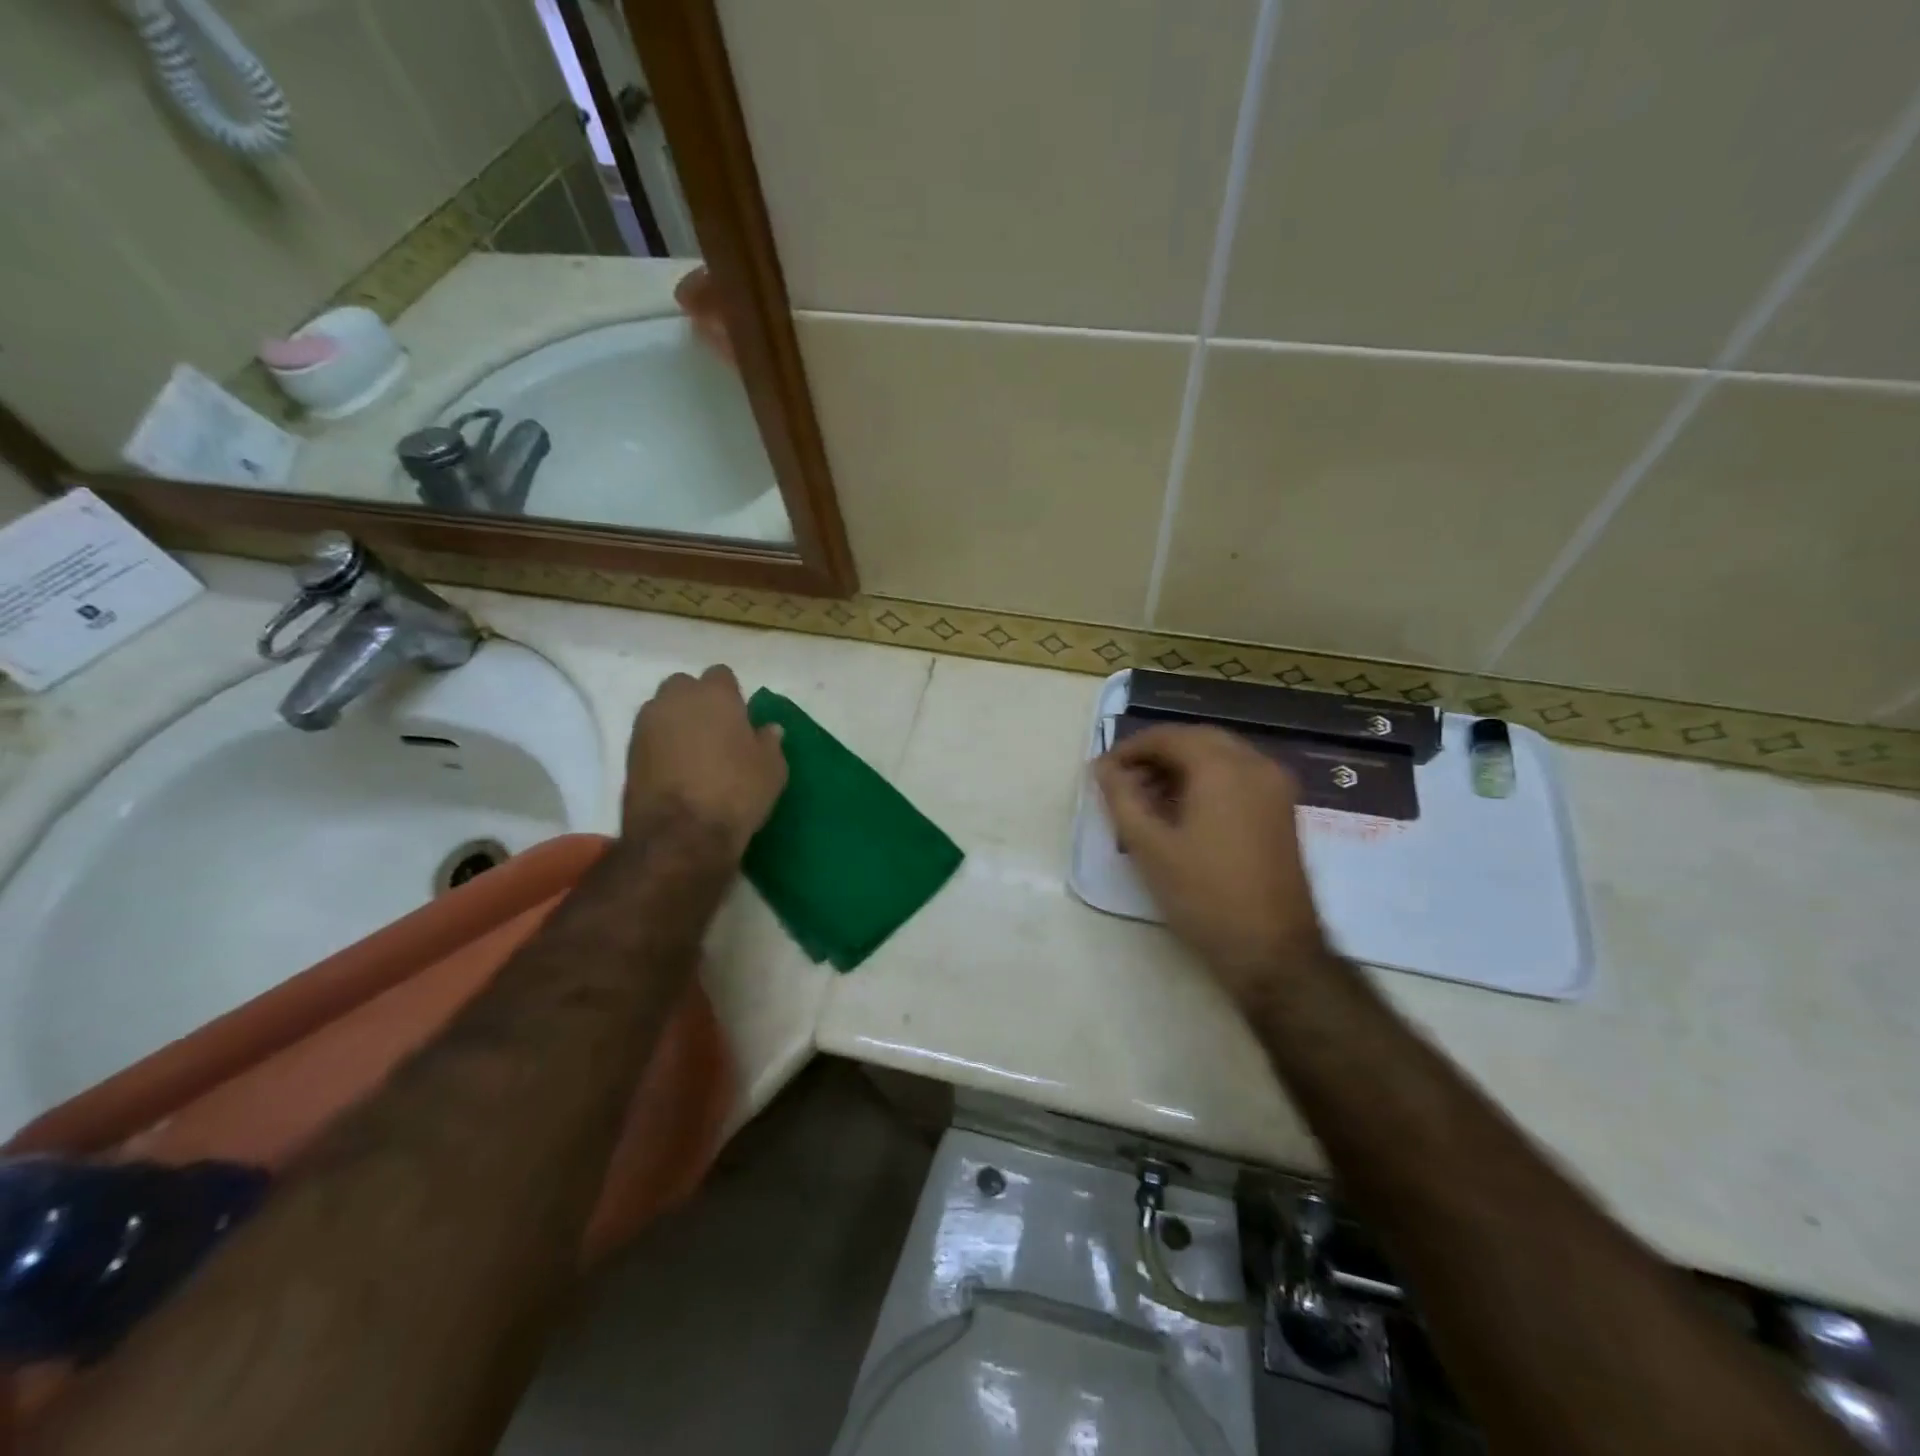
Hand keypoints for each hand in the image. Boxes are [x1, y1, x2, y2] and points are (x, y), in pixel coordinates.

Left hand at [623, 666, 787, 859]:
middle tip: (715, 731)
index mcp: (714, 694)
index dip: (731, 695)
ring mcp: (646, 725)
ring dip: (677, 724)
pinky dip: (661, 747)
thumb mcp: (771, 769)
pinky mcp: (628, 753)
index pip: (721, 675)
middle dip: (697, 702)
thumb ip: (769, 742)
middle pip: (685, 687)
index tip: (740, 718)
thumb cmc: (736, 792)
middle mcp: (675, 699)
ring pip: (663, 711)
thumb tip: (769, 729)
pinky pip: (650, 738)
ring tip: (694, 753)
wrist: (680, 835)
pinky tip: (677, 770)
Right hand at [1094, 724, 1328, 1001]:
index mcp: (1223, 768)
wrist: (1272, 950)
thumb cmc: (1204, 895)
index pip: (1169, 737)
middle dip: (1156, 755)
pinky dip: (1206, 781)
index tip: (1102, 772)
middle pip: (1196, 740)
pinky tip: (1181, 811)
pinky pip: (1237, 776)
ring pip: (1219, 757)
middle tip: (1122, 781)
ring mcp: (1275, 787)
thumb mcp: (1150, 847)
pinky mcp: (1282, 810)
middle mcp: (1255, 765)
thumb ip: (1122, 798)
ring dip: (1180, 767)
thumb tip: (1103, 768)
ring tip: (1146, 799)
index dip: (1129, 749)